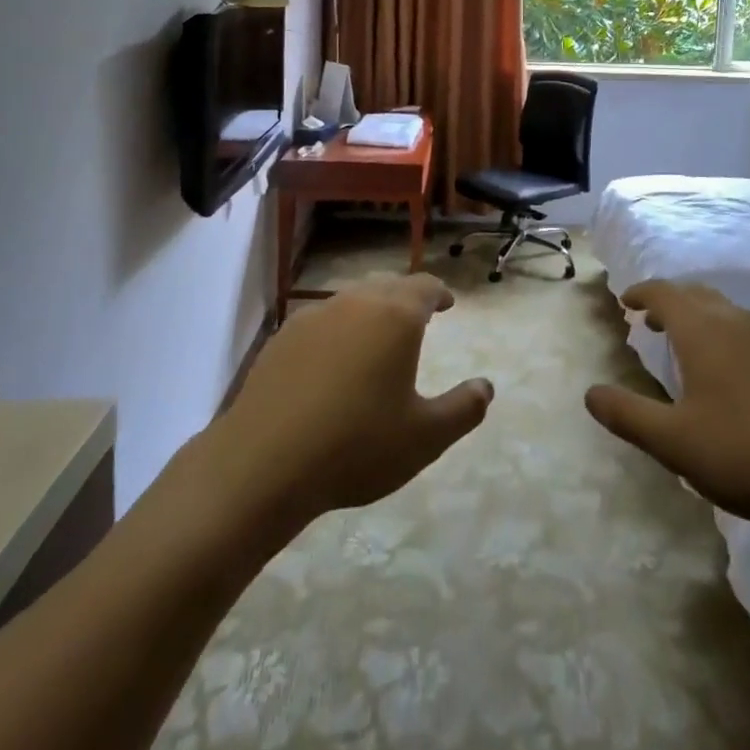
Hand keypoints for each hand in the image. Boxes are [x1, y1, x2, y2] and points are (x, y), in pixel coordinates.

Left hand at [216, 274, 493, 527]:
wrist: (263, 463)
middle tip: (417, 316)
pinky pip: (321, 320)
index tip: (447, 304)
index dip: (439, 293)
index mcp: (396, 316)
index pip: (425, 286)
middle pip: (387, 286)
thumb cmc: (356, 446)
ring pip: (352, 299)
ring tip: (376, 336)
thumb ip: (463, 409)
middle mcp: (356, 303)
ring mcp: (314, 316)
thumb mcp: (424, 438)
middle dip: (406, 297)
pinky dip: (337, 329)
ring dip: (370, 310)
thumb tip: (486, 387)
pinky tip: (332, 360)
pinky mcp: (282, 337)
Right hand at [585, 281, 749, 532]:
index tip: (627, 302)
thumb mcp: (676, 443)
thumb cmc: (747, 451)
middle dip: (670, 303)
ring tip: (690, 348)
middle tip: (652, 322)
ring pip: (728, 313)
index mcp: (702, 330)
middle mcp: (736, 322)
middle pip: (697, 295)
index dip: (642, 293)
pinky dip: (729, 338)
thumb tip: (590, 394)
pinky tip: (736, 377)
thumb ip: (629, 416)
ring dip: (701, 320)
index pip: (664, 293)